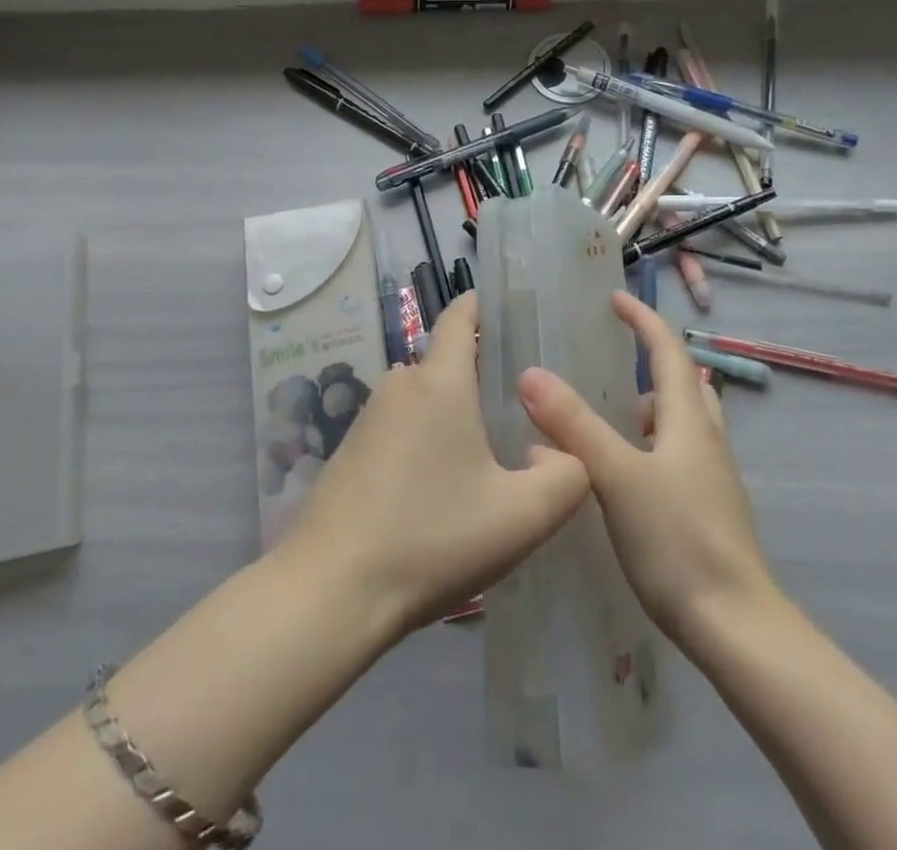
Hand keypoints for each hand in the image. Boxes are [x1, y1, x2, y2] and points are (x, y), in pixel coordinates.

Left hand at [276, 293, 590, 636]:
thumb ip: (566, 477)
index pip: (459, 317)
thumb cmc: (431, 538)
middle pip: (445, 362)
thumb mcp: (521, 516)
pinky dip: (424, 441)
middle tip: (520, 409)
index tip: (510, 311)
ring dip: (452, 415)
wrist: (330, 590)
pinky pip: (400, 428)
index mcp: (439, 382)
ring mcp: (368, 418)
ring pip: (423, 400)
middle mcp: (399, 386)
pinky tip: (438, 490)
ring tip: (486, 455)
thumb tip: (560, 451)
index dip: (483, 305)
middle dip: (480, 376)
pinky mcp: (350, 452)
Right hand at [518, 291, 785, 653]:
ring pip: (682, 423)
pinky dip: (651, 446)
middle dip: (650, 364)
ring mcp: (713, 478)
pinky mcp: (709, 510)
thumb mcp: (617, 477)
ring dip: (649, 410)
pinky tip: (622, 477)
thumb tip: (531, 374)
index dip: (642, 318)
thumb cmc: (678, 542)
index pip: (667, 349)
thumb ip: (574, 424)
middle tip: (609, 364)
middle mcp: (706, 439)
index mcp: (688, 420)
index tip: (613, 298)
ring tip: (607, 422)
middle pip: (683, 383)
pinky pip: (678, 456)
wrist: (738, 629)